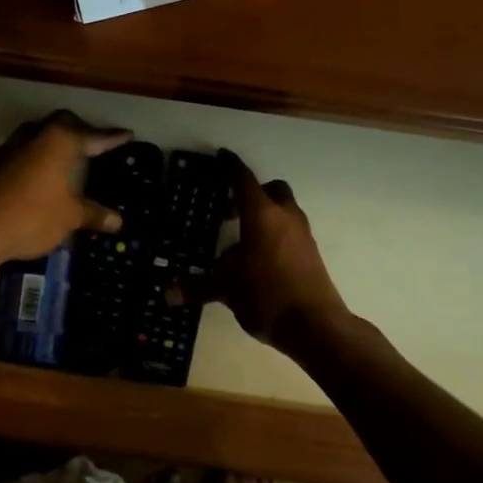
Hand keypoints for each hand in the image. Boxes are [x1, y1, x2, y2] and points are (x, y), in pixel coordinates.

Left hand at [0, 111, 132, 265]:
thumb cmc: (32, 217)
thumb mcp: (69, 218)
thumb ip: (93, 214)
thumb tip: (118, 220)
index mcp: (60, 141)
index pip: (93, 136)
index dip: (112, 138)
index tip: (127, 134)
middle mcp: (36, 135)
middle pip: (62, 123)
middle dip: (81, 131)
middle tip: (95, 144)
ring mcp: (12, 147)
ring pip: (40, 134)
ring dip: (55, 141)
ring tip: (70, 157)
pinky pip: (25, 150)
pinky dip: (39, 156)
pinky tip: (43, 174)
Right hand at [190, 152, 348, 348]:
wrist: (315, 325)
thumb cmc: (266, 295)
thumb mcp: (226, 289)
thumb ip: (197, 287)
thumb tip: (167, 294)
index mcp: (261, 215)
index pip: (243, 180)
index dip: (230, 166)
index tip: (222, 156)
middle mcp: (285, 217)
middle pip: (271, 190)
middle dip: (252, 193)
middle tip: (230, 209)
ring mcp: (302, 235)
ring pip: (283, 211)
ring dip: (264, 216)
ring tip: (240, 241)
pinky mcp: (311, 254)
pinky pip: (290, 232)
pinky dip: (275, 235)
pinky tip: (258, 261)